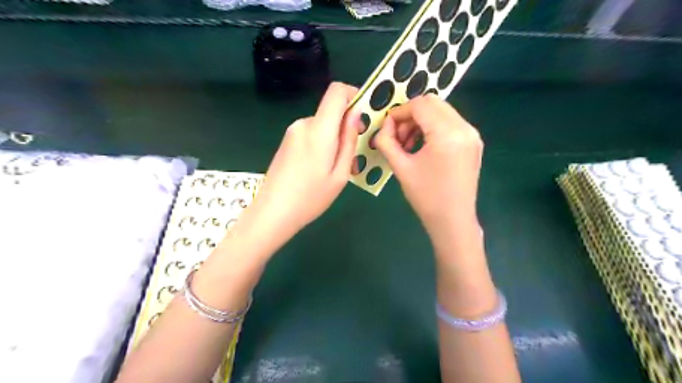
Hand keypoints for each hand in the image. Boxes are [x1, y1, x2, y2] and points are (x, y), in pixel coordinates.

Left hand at [251, 84, 361, 235]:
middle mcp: (304, 124)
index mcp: (319, 130)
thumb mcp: (340, 174)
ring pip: (322, 125)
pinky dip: (322, 144)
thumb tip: (356, 114)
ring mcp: (292, 132)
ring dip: (335, 139)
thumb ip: (349, 141)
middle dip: (346, 127)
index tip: (364, 115)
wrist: (272, 212)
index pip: (336, 91)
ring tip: (337, 169)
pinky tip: (321, 169)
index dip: (353, 94)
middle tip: (354, 157)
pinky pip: (311, 134)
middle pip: (331, 112)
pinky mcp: (287, 141)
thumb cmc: (310, 198)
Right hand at [373, 95, 484, 245]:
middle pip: (433, 103)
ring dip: (422, 121)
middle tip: (398, 137)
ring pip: (442, 111)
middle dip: (410, 115)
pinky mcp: (474, 142)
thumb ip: (386, 141)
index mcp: (446, 134)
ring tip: (409, 144)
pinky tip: (424, 147)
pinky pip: (451, 123)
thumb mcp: (400, 168)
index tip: (387, 128)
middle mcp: (464, 128)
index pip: (420, 105)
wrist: (453, 220)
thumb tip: (385, 126)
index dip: (399, 113)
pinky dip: (434, 127)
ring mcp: (472, 134)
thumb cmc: (425, 197)